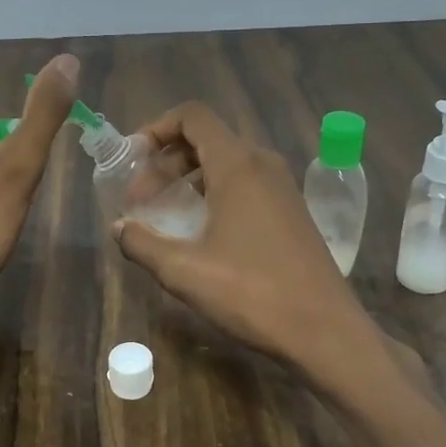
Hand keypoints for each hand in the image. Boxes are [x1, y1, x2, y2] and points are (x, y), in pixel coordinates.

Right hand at [113, 102, 372, 373]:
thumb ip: (142, 243)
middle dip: (166, 161)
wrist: (325, 331)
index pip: (192, 116)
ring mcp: (282, 187)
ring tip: (166, 214)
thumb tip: (120, 228)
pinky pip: (246, 183)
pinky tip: (202, 232)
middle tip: (141, 201)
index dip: (156, 128)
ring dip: (189, 178)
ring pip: (227, 162)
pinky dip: (215, 192)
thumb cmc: (252, 293)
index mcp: (238, 165)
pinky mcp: (292, 210)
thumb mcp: (184, 271)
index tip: (132, 161)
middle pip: (206, 139)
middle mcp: (263, 164)